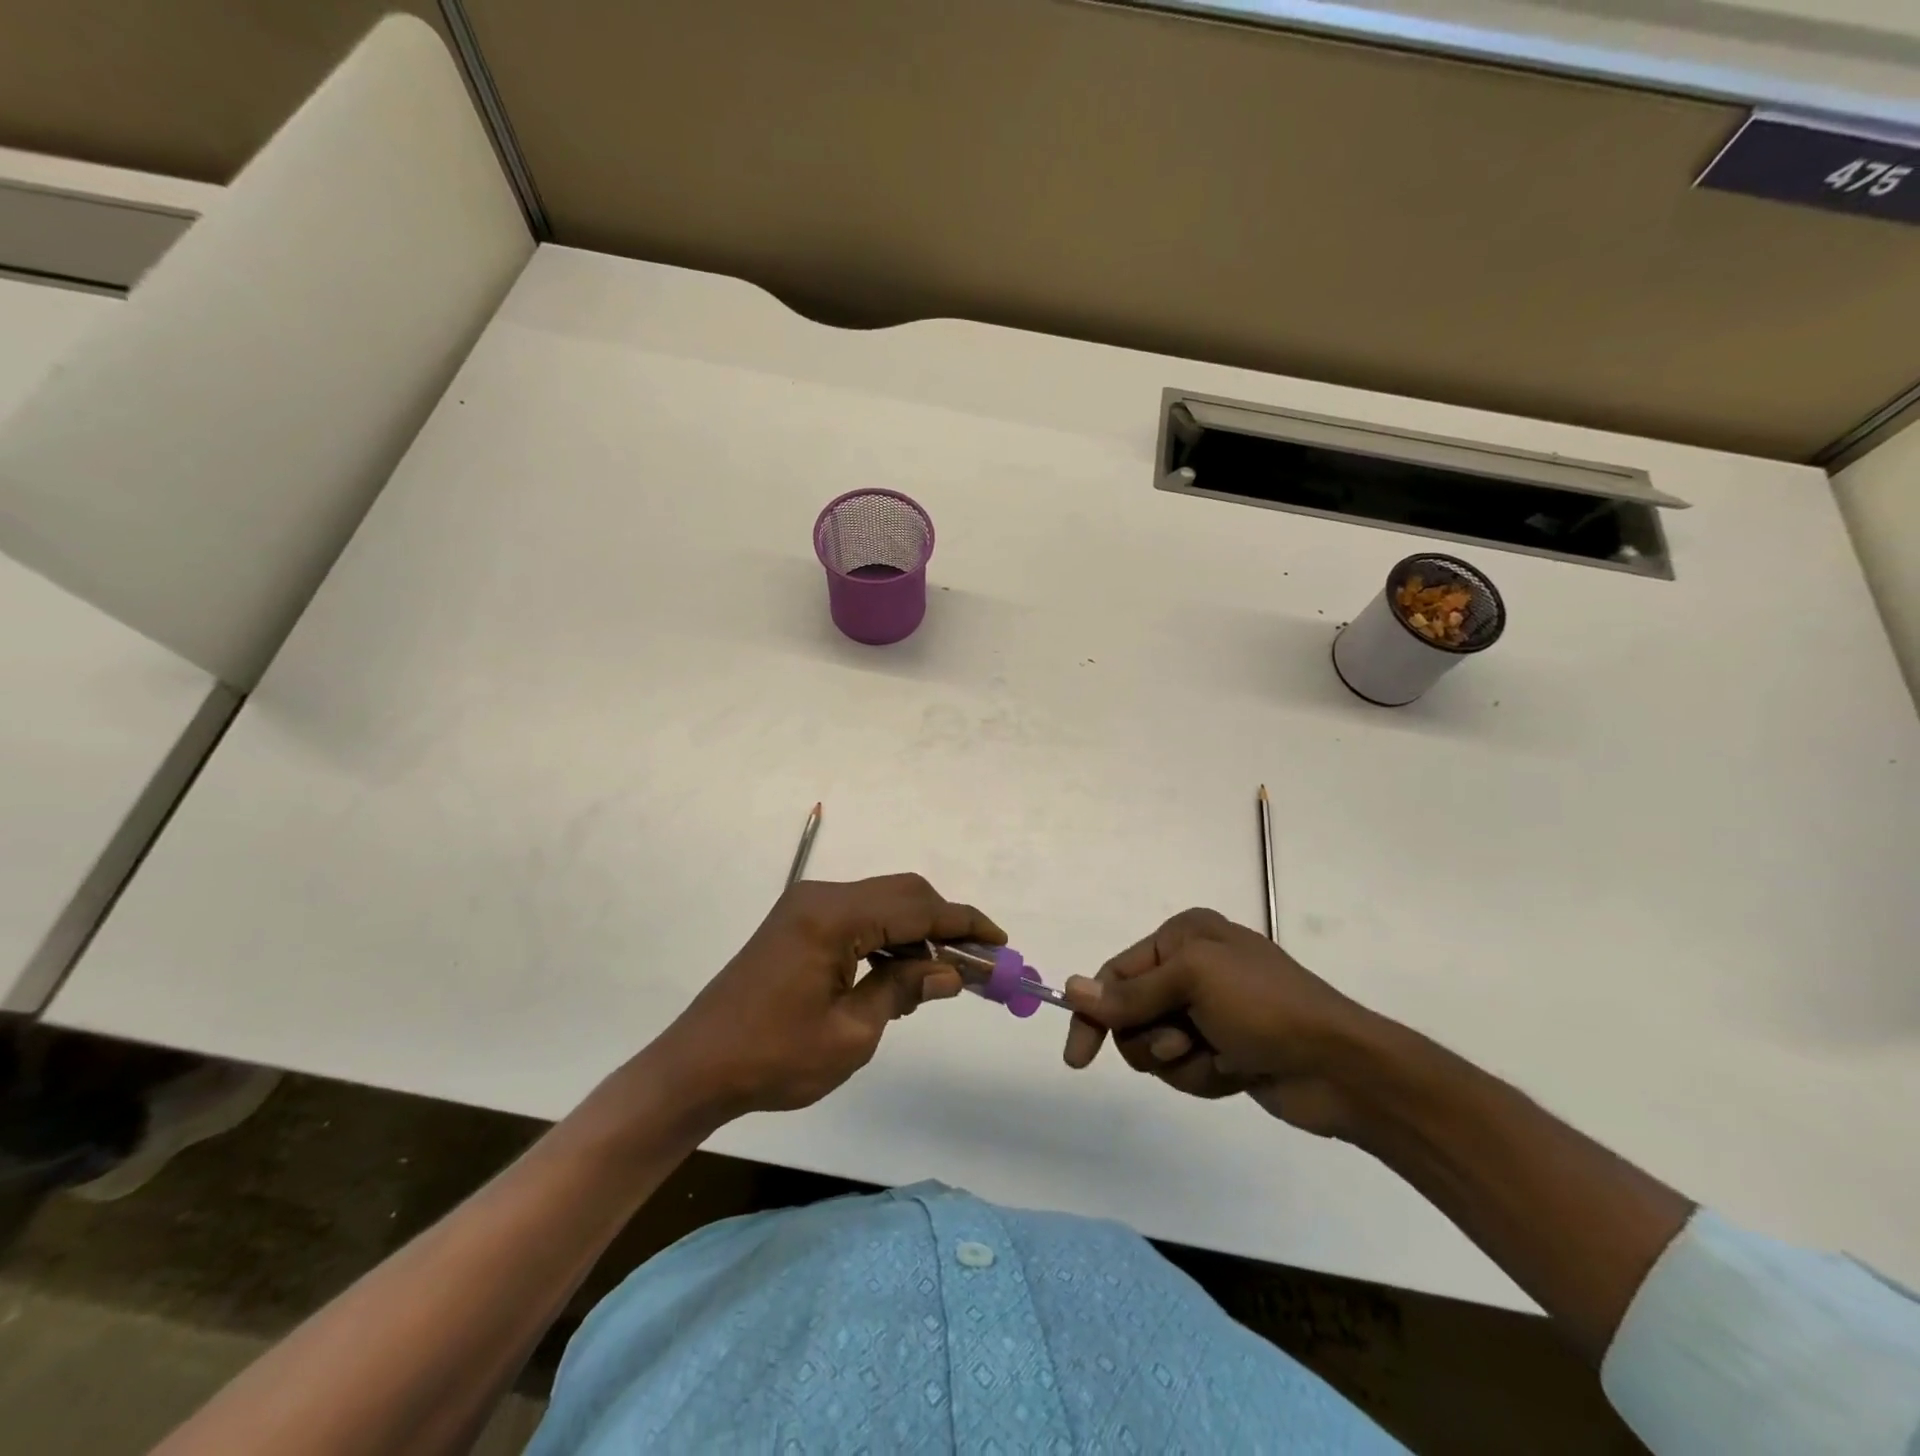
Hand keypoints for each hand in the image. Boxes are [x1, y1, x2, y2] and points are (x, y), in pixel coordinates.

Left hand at [654, 874, 1003, 1120]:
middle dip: (945, 924)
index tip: (1000, 942)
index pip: (917, 908)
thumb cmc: (773, 1058)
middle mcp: (822, 897)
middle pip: (903, 894)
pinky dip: (888, 939)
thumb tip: (951, 972)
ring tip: (942, 978)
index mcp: (834, 917)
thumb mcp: (851, 1034)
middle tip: (978, 962)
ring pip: (882, 903)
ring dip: (917, 933)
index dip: (963, 923)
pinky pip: (859, 918)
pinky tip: (901, 976)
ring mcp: (807, 907)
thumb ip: (903, 990)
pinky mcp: (798, 923)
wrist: (695, 1068)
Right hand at [1062, 908, 1382, 1137]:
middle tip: (1183, 1043)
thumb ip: (1130, 993)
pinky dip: (1202, 1075)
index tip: (1078, 1058)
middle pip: (1130, 1013)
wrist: (1342, 1068)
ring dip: (1180, 1060)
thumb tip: (1070, 990)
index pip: (1116, 973)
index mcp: (1183, 937)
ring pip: (1154, 1046)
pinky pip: (1183, 1069)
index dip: (1093, 1013)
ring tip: (1218, 1057)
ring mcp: (1207, 1012)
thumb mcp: (1193, 982)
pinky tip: (1234, 1071)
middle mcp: (1191, 968)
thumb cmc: (1264, 1006)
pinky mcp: (1221, 1051)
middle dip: (1151, 1037)